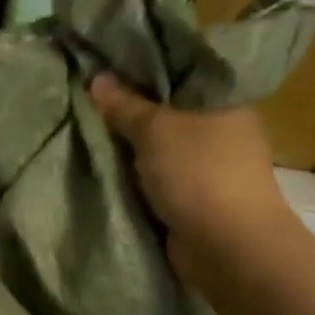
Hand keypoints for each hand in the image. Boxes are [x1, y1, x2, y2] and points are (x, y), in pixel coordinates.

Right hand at [88, 74, 301, 288]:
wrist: (227, 246)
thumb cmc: (198, 173)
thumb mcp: (155, 129)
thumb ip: (125, 105)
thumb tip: (98, 78)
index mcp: (225, 101)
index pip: (181, 73)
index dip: (145, 70)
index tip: (107, 67)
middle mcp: (222, 130)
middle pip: (167, 111)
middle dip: (131, 110)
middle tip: (88, 99)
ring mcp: (210, 167)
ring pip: (160, 147)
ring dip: (131, 147)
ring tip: (87, 130)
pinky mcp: (196, 198)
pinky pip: (157, 177)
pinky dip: (136, 175)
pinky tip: (105, 166)